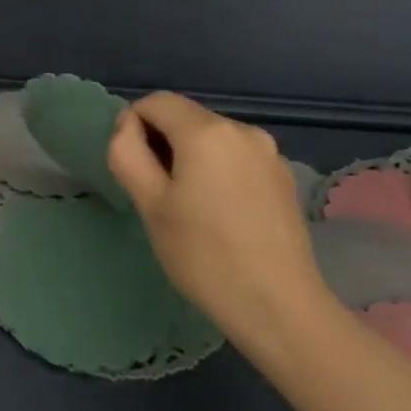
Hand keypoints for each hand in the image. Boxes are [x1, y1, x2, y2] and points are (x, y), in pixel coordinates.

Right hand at [105, 92, 327, 333]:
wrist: (279, 308)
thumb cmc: (203, 255)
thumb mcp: (149, 203)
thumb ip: (127, 152)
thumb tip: (128, 126)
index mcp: (207, 132)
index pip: (155, 102)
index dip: (134, 126)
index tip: (135, 168)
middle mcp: (242, 130)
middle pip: (185, 116)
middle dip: (162, 141)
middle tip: (156, 191)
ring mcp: (269, 153)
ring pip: (210, 137)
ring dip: (189, 156)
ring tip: (189, 205)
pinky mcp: (282, 177)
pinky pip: (235, 156)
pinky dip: (217, 169)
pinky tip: (220, 212)